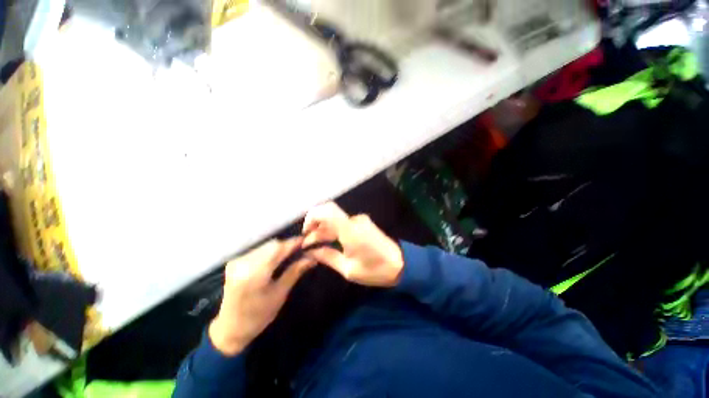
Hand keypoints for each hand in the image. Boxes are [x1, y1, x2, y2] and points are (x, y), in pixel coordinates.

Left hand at [209, 238, 314, 355]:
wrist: (230, 328)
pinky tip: (278, 256)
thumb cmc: (258, 316)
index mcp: (254, 274)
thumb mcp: (280, 294)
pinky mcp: (235, 261)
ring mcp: (237, 261)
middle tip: (302, 248)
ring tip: (292, 252)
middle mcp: (243, 263)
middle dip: (288, 244)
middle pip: (272, 244)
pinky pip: (258, 249)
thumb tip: (312, 257)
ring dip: (280, 246)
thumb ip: (295, 271)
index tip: (308, 241)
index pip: (278, 249)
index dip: (294, 242)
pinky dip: (271, 250)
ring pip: (265, 245)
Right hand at [302, 202, 403, 287]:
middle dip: (316, 228)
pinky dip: (334, 230)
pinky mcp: (363, 224)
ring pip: (335, 220)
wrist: (401, 264)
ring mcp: (360, 221)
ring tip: (316, 246)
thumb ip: (327, 257)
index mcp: (350, 230)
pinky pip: (343, 223)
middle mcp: (354, 221)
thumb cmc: (375, 270)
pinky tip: (329, 242)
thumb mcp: (348, 269)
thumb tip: (310, 251)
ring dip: (324, 230)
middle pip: (328, 216)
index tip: (305, 233)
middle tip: (308, 245)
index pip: (327, 210)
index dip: (312, 217)